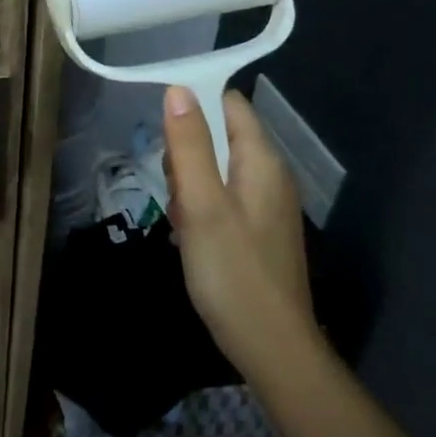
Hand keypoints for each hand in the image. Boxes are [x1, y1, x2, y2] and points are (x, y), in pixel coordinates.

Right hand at [162, 86, 313, 370]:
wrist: (272, 347)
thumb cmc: (232, 272)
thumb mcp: (202, 204)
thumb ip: (189, 145)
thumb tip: (178, 89)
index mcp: (262, 160)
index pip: (229, 103)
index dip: (194, 105)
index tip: (164, 134)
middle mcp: (270, 175)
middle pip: (219, 136)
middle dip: (187, 155)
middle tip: (176, 193)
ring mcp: (266, 204)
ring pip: (216, 170)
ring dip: (190, 187)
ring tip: (182, 222)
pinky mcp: (258, 230)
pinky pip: (222, 199)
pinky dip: (201, 209)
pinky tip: (190, 239)